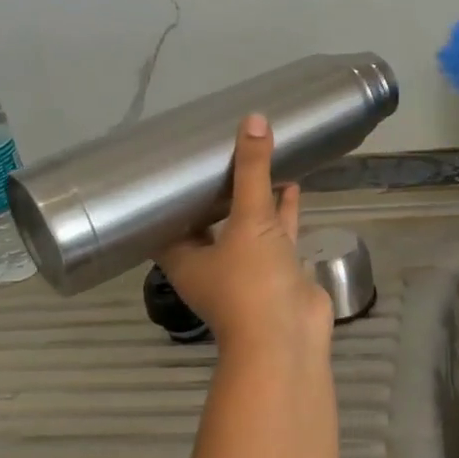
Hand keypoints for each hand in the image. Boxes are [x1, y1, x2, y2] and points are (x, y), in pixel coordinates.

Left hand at [156, 114, 332, 362]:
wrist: (288, 337)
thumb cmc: (251, 282)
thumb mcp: (248, 220)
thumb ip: (252, 171)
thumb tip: (253, 120)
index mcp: (185, 257)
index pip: (166, 220)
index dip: (169, 194)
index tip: (175, 162)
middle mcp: (211, 263)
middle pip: (208, 219)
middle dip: (216, 189)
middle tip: (219, 151)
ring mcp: (246, 269)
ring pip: (246, 225)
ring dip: (252, 197)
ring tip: (258, 159)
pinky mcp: (277, 271)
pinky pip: (277, 233)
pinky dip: (283, 210)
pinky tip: (293, 183)